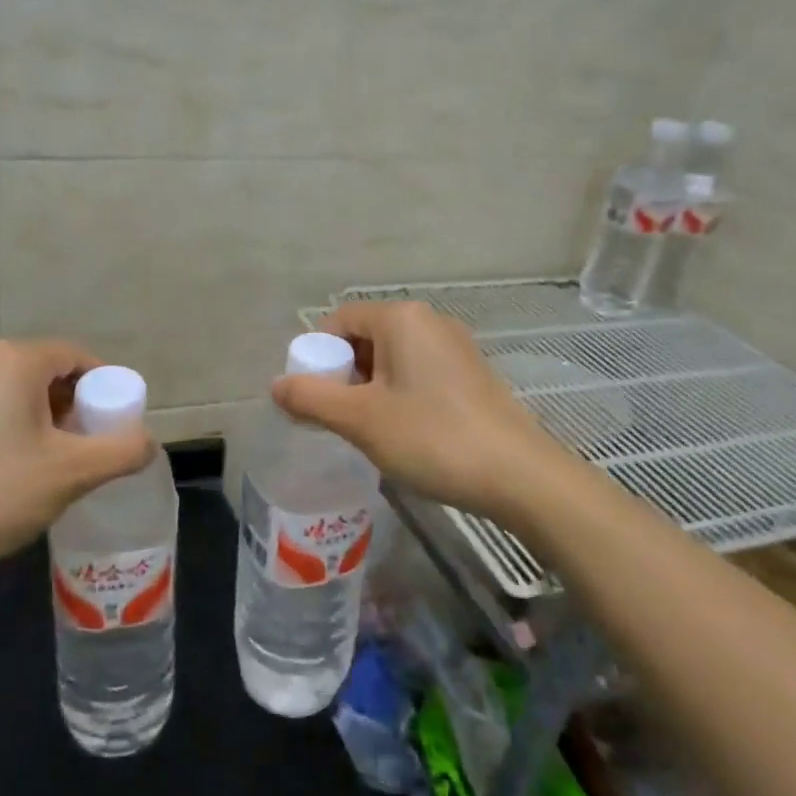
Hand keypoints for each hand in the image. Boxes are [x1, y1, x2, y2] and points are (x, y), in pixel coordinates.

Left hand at [0, 338, 156, 582]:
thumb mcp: (71, 474)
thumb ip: (122, 451)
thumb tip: (148, 442)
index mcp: (16, 360)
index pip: (80, 357)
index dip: (107, 390)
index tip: (114, 430)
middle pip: (52, 374)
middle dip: (77, 410)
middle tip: (88, 453)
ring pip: (23, 395)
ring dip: (49, 424)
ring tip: (54, 470)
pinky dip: (18, 432)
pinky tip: (14, 475)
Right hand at [271, 301, 582, 525]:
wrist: (519, 476)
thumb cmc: (432, 437)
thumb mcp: (360, 420)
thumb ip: (311, 398)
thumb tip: (276, 386)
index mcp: (401, 319)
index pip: (338, 320)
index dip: (316, 356)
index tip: (311, 397)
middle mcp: (429, 321)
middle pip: (365, 337)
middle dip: (342, 374)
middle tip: (337, 417)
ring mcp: (455, 347)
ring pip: (392, 357)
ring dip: (369, 387)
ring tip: (368, 429)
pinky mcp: (471, 374)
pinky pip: (418, 372)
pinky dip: (398, 393)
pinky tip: (403, 431)